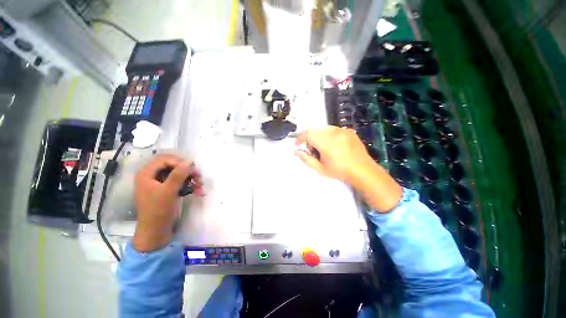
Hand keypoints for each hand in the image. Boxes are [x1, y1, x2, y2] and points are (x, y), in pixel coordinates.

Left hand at [133, 154, 200, 251]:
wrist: (156, 231)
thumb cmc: (158, 210)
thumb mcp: (168, 191)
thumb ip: (178, 175)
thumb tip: (190, 162)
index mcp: (146, 174)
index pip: (164, 159)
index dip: (179, 162)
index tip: (192, 170)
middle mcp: (153, 175)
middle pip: (173, 165)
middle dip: (187, 170)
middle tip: (198, 176)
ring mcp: (161, 183)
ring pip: (179, 173)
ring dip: (191, 178)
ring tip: (201, 185)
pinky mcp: (168, 189)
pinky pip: (181, 182)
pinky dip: (190, 185)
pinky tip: (198, 191)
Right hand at [294, 126, 373, 183]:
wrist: (363, 170)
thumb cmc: (340, 171)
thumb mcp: (320, 168)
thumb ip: (306, 159)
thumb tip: (296, 151)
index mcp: (326, 143)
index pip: (307, 134)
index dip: (299, 138)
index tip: (297, 144)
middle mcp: (333, 133)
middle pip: (314, 130)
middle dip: (309, 139)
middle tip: (313, 151)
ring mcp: (342, 130)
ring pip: (323, 129)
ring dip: (318, 137)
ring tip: (324, 149)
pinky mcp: (348, 130)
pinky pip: (333, 129)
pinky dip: (328, 135)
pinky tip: (334, 146)